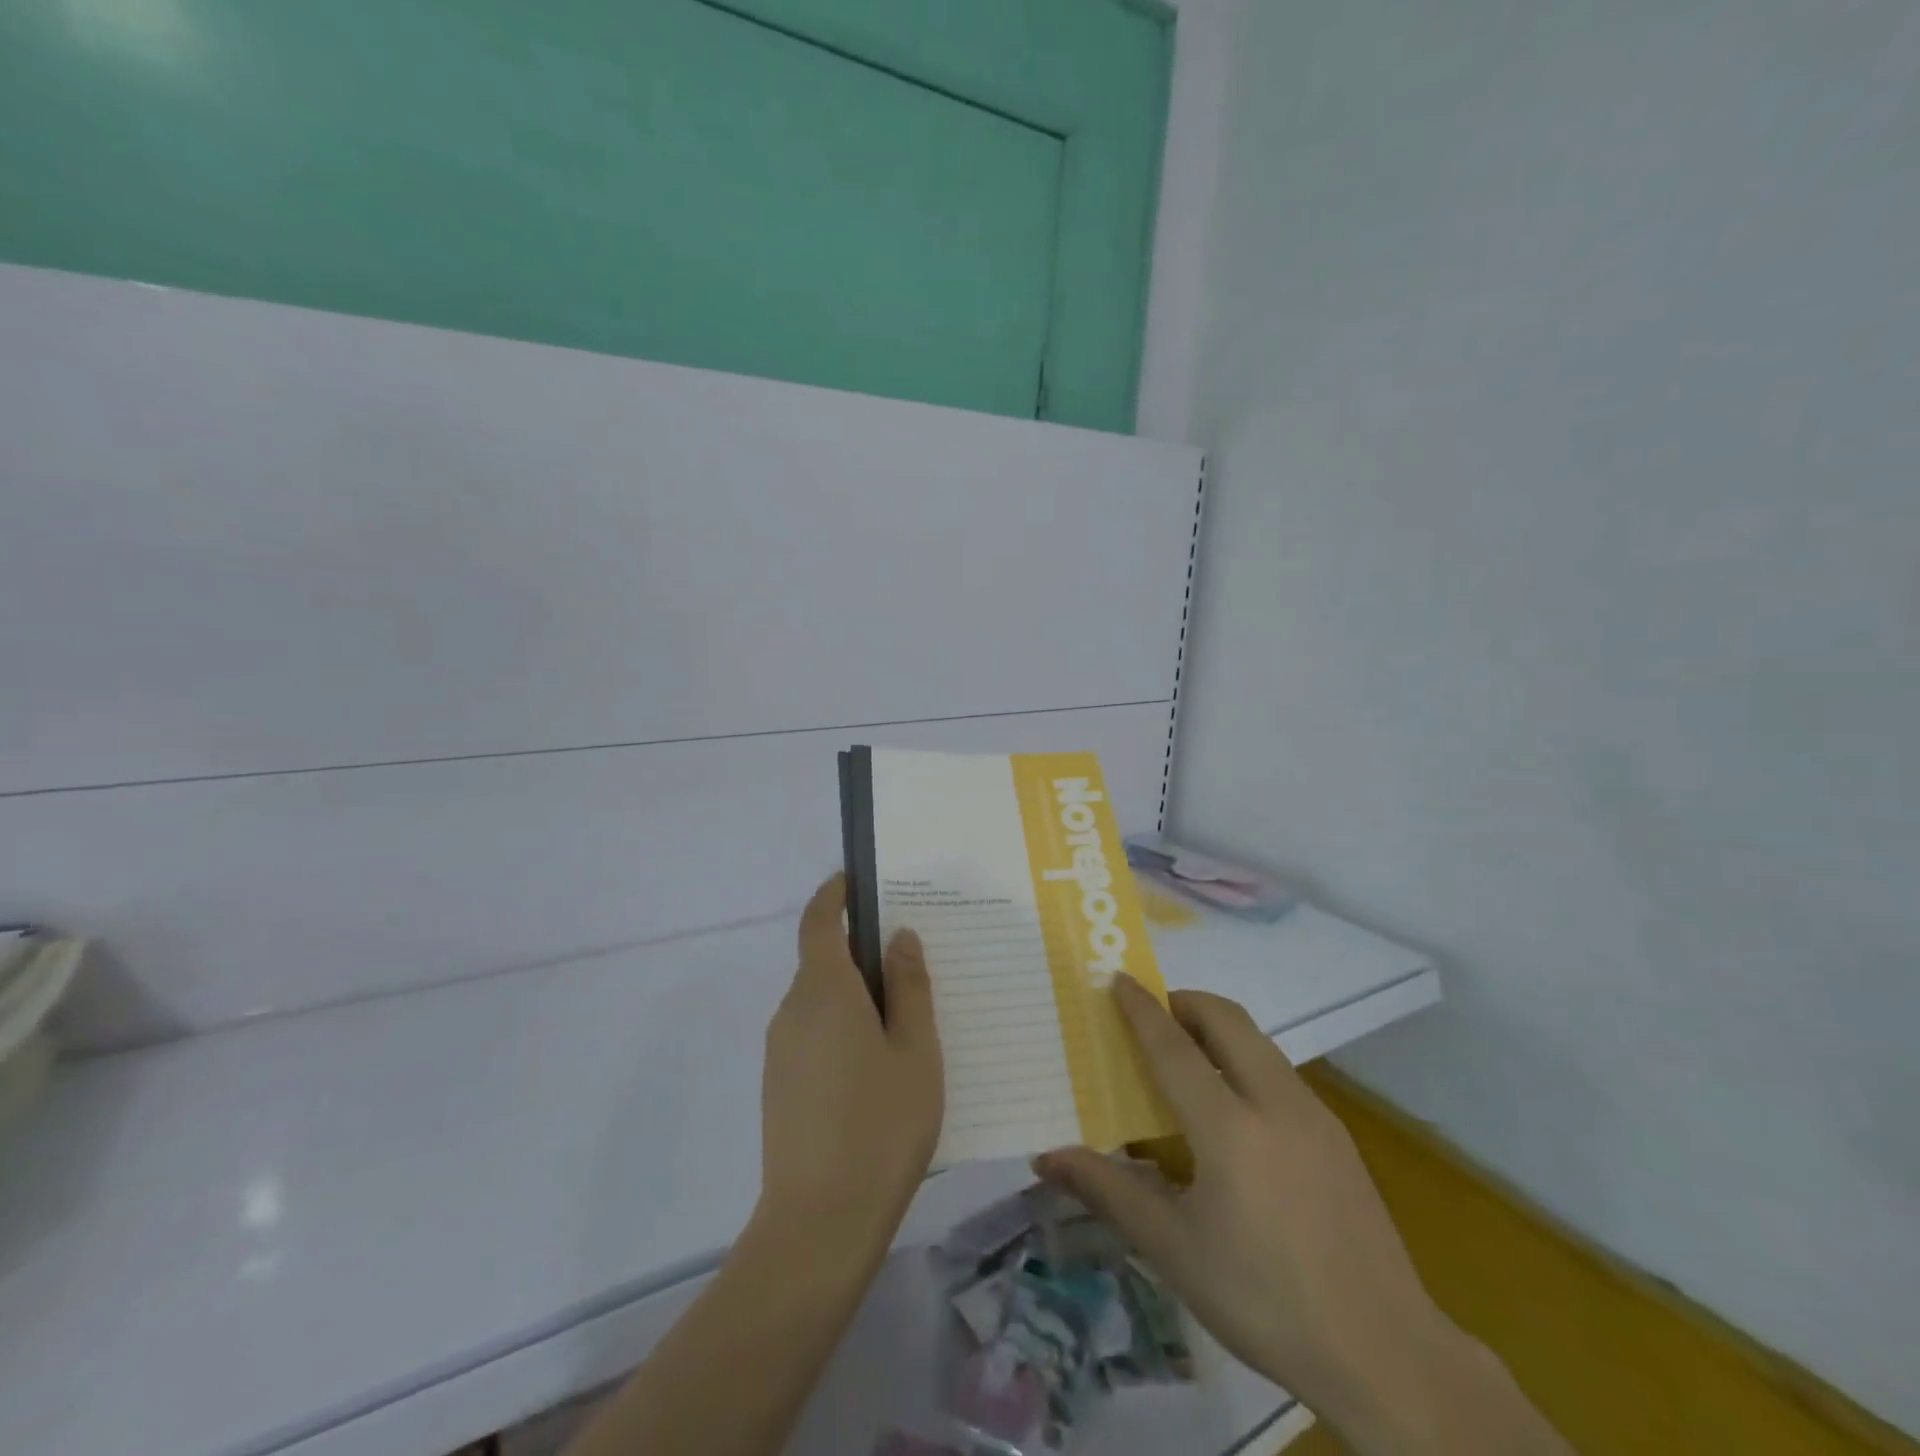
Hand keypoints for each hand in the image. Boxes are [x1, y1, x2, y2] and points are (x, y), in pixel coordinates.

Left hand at [757, 875, 943, 1263]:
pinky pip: (812, 1032)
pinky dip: (842, 1027)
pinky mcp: (779, 1084)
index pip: (818, 921)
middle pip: (822, 962)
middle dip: (859, 953)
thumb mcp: (915, 1051)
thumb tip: (898, 937)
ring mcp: (781, 1050)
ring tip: (904, 1021)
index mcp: (824, 991)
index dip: (833, 895)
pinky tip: (876, 1066)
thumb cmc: (881, 1126)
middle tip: (910, 964)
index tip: (857, 881)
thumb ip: (909, 987)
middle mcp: (793, 1010)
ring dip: (854, 995)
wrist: (819, 1225)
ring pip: (820, 1001)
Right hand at [1034, 979, 1561, 1453]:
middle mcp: (1274, 1103)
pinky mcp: (1337, 1135)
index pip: (1174, 1047)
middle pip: (1226, 1019)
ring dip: (1217, 1027)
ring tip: (1186, 1055)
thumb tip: (1046, 1158)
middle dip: (1184, 1002)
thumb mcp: (1175, 1251)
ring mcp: (1314, 1115)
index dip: (1142, 1009)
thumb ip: (1109, 1192)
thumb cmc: (1264, 1299)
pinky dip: (1244, 1057)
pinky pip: (1279, 1069)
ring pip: (1258, 1040)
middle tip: (1151, 1015)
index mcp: (1229, 1128)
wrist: (1386, 1354)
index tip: (1118, 978)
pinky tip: (1234, 1107)